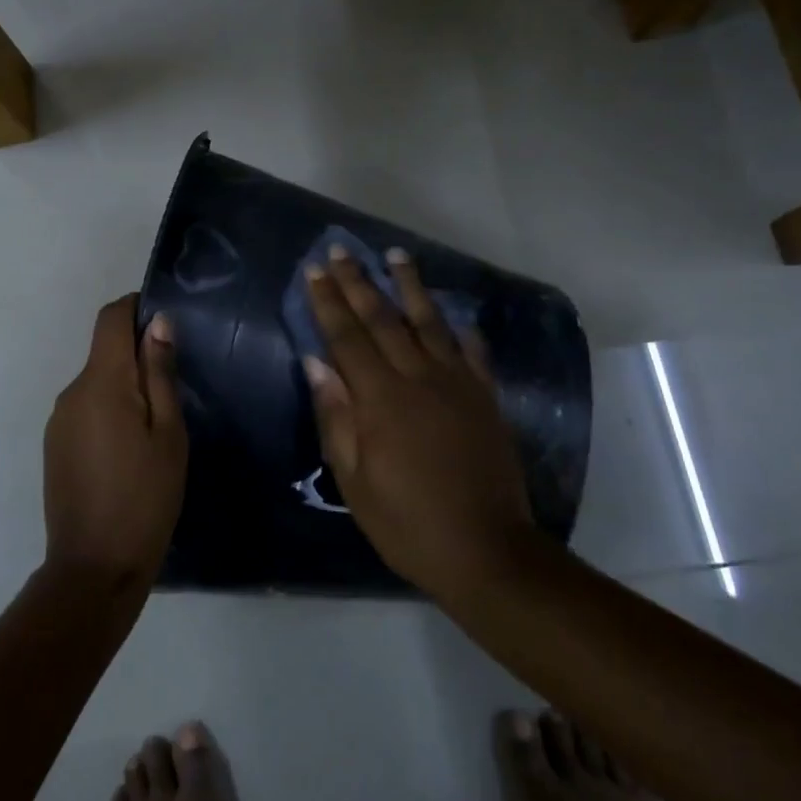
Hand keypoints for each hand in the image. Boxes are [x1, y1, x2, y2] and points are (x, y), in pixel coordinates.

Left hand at [43, 295, 187, 592]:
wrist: (94, 568)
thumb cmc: (145, 498)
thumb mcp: (168, 434)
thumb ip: (160, 373)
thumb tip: (157, 322)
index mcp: (101, 383)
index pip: (109, 318)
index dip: (136, 308)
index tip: (165, 324)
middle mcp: (71, 392)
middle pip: (103, 350)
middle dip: (137, 354)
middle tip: (176, 386)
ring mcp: (58, 420)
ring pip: (96, 382)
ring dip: (124, 386)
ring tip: (157, 424)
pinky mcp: (54, 445)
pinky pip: (85, 409)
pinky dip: (109, 411)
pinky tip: (130, 448)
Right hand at [302, 247, 534, 597]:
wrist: (486, 550)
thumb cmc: (407, 522)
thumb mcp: (355, 480)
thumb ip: (336, 417)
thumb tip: (316, 364)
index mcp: (381, 398)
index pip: (347, 337)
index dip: (328, 302)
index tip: (314, 270)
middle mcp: (419, 378)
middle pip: (383, 319)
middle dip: (359, 282)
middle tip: (341, 251)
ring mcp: (457, 383)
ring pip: (429, 322)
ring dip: (409, 286)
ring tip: (396, 255)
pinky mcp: (485, 397)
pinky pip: (472, 351)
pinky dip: (460, 328)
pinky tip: (453, 313)